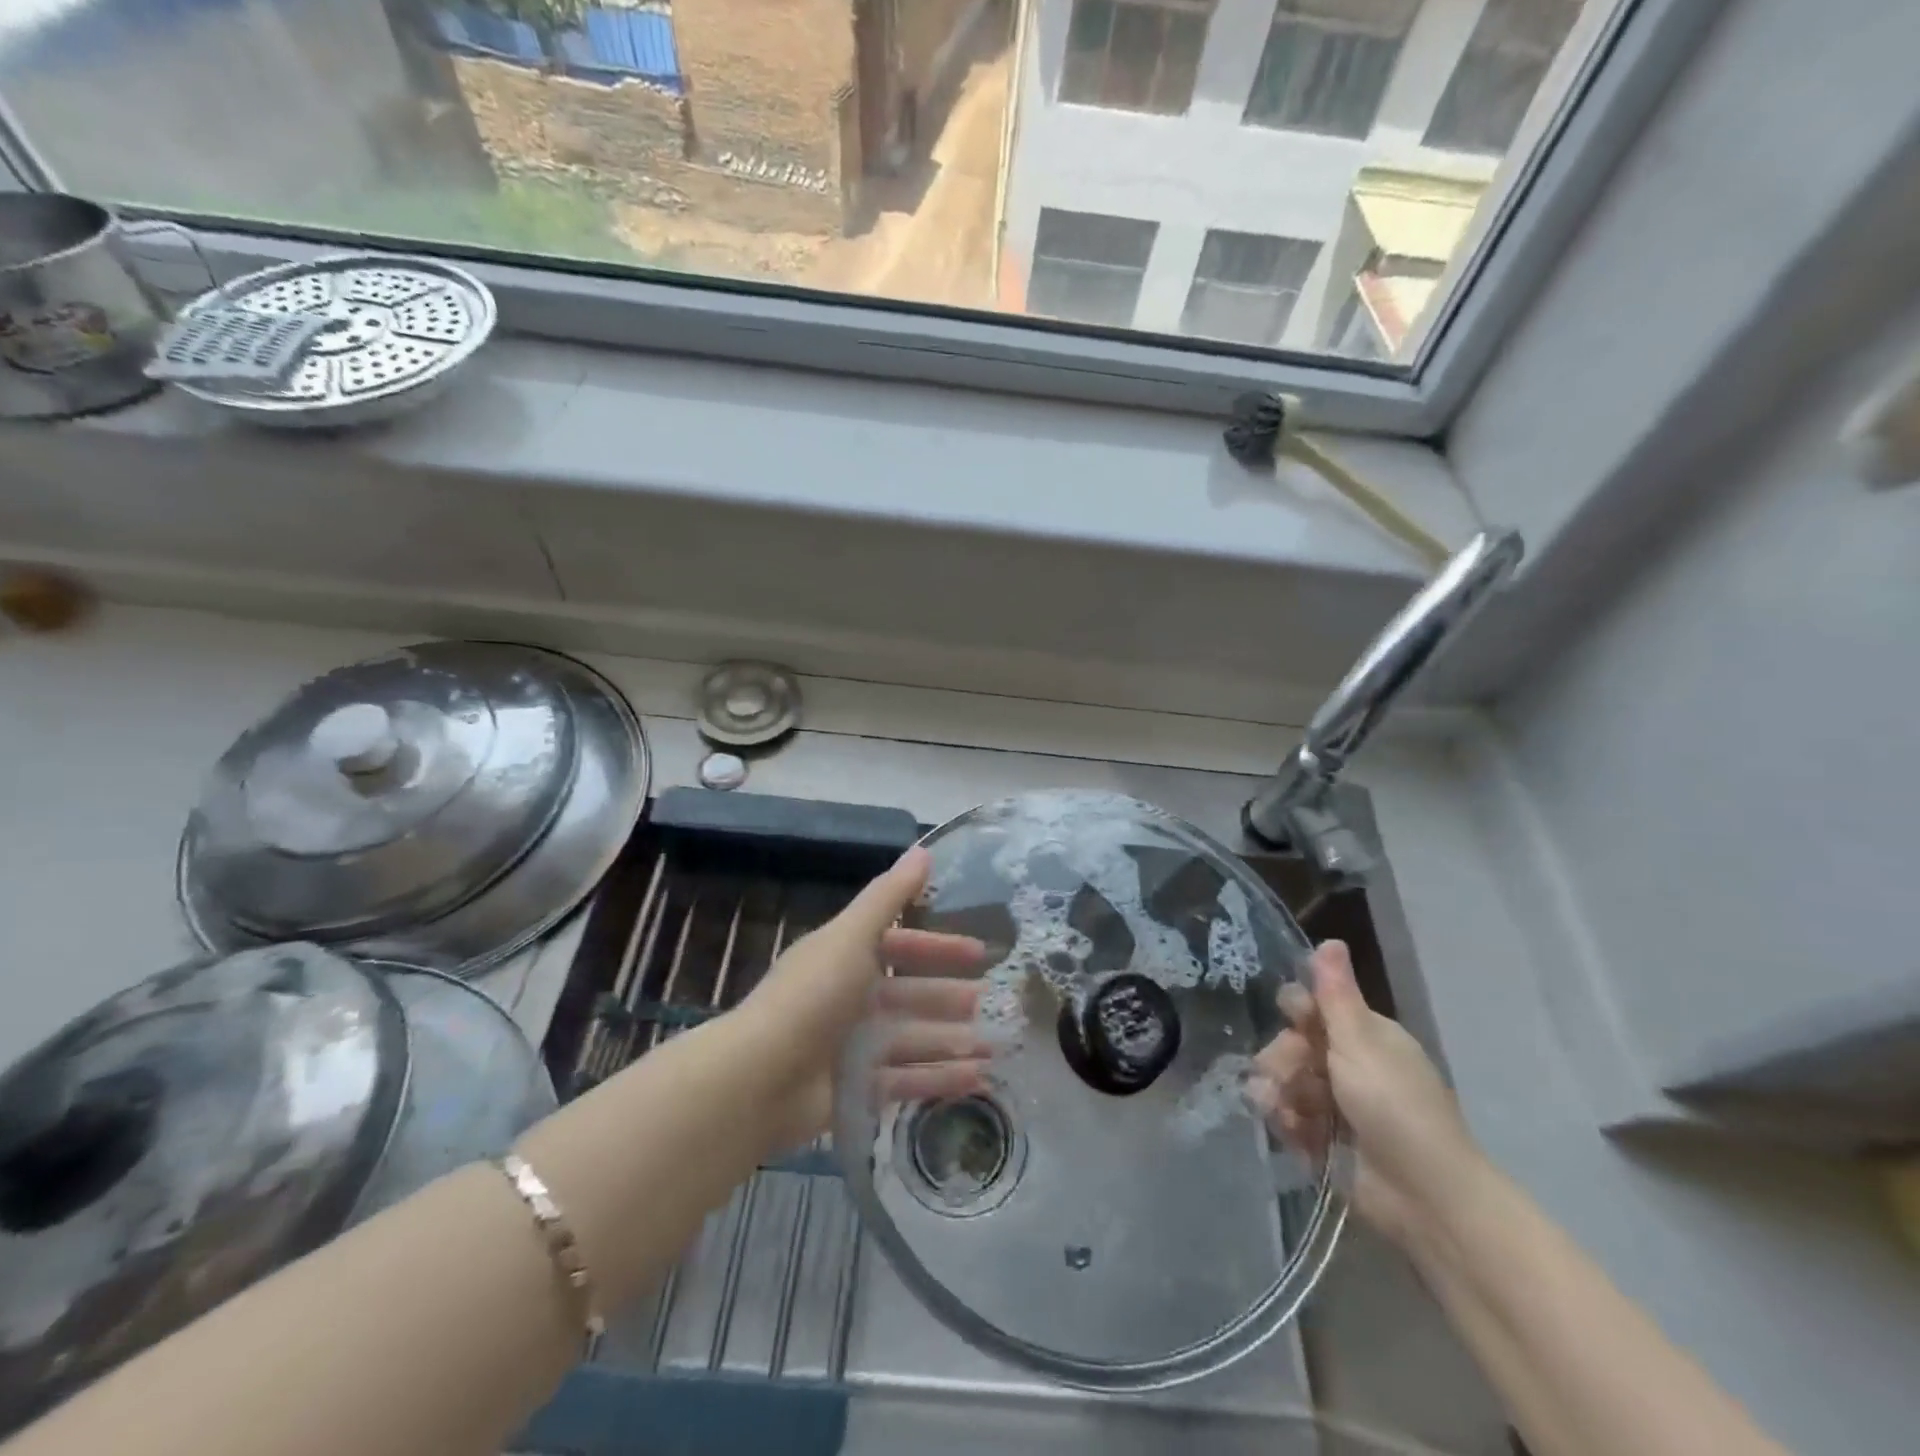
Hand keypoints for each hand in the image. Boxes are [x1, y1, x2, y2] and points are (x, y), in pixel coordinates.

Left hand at [741, 846, 990, 1151]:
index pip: (901, 946)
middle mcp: (851, 999)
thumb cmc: (812, 995)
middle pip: (910, 995)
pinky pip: (906, 1080)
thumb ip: (889, 897)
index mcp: (847, 958)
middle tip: (990, 1001)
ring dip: (953, 1039)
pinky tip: (978, 1077)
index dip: (938, 947)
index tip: (978, 952)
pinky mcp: (856, 1091)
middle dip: (949, 997)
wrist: (759, 1078)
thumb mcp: (852, 936)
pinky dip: (940, 1077)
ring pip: (913, 1038)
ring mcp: (853, 1047)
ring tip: (995, 1044)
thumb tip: (924, 850)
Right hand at [1252, 940, 1483, 1249]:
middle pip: (1291, 1043)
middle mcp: (1348, 1064)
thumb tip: (1330, 938)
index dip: (1297, 1010)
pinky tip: (1290, 1129)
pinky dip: (1285, 1121)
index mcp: (1364, 1035)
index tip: (1294, 1018)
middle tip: (1289, 1075)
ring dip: (1278, 1091)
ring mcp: (1334, 1104)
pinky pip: (1286, 1116)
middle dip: (1282, 1057)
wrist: (1425, 1196)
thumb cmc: (1395, 1107)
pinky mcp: (1322, 1139)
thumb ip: (1336, 994)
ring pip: (1283, 1080)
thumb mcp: (1361, 1043)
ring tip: (1285, 1110)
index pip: (1313, 1005)